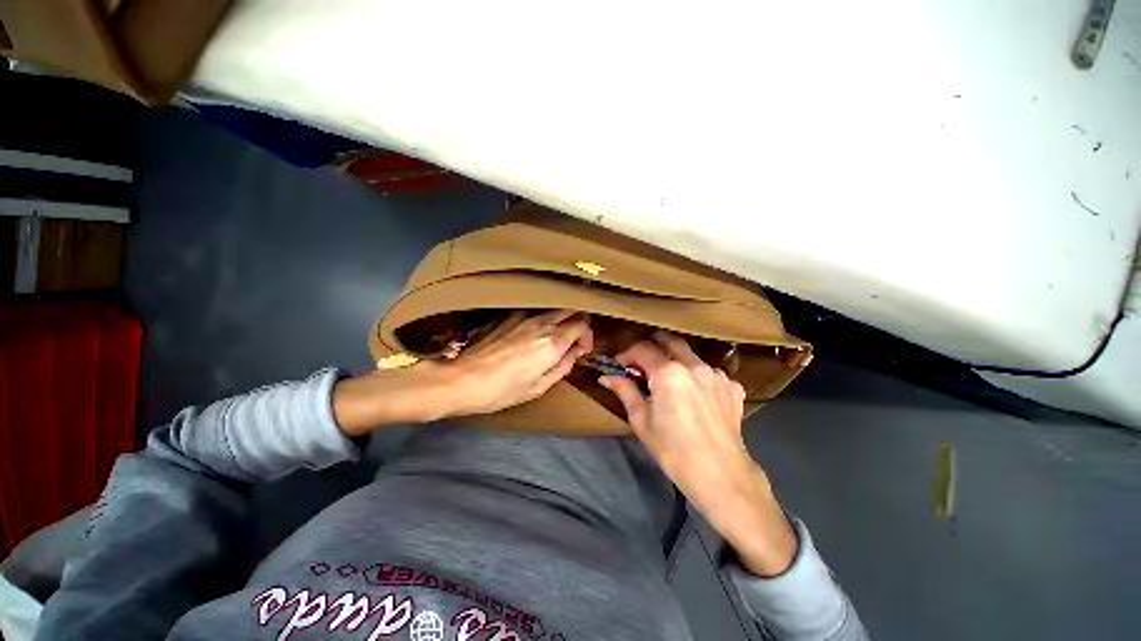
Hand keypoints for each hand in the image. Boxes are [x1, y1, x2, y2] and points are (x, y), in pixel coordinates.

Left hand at [443, 310, 592, 416]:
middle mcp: (540, 322)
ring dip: (557, 320)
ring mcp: (521, 315)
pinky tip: (526, 336)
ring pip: (551, 308)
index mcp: (552, 341)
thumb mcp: (539, 387)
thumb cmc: (503, 390)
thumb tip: (573, 353)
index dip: (586, 336)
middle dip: (576, 322)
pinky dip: (538, 321)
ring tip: (548, 338)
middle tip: (570, 340)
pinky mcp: (505, 315)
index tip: (580, 350)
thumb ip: (562, 366)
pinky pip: (531, 312)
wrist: (462, 379)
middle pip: (570, 309)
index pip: (582, 324)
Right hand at [601, 330, 796, 575]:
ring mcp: (717, 374)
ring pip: (690, 354)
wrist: (721, 476)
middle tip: (642, 362)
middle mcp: (694, 365)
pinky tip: (694, 394)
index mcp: (668, 373)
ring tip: (668, 380)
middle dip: (651, 346)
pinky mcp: (732, 387)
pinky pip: (709, 372)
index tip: (620, 366)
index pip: (642, 349)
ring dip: (674, 360)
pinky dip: (696, 376)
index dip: (626, 354)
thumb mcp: (641, 421)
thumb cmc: (673, 451)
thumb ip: (625, 391)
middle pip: (668, 340)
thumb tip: (607, 377)